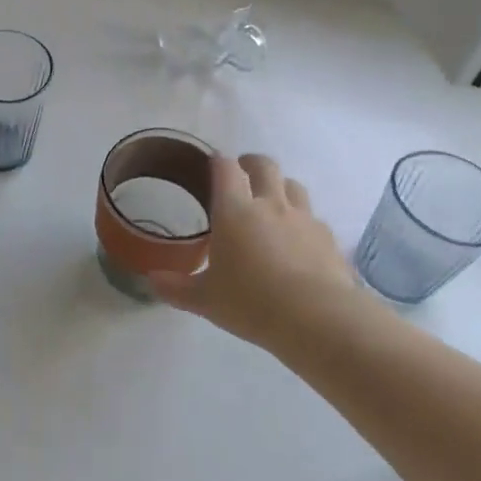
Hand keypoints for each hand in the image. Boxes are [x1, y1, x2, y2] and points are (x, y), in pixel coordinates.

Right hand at [149, 154, 356, 352]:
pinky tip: (298, 241)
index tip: (211, 166)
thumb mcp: (206, 300)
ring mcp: (303, 218)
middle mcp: (270, 204)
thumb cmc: (252, 303)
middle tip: (241, 177)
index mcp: (234, 211)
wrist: (319, 319)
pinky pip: (313, 217)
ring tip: (271, 204)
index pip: (225, 168)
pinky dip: (302, 220)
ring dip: (280, 187)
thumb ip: (177, 287)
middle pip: (264, 165)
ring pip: (293, 185)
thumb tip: (151, 280)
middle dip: (251, 164)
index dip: (217, 161)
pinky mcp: (328, 238)